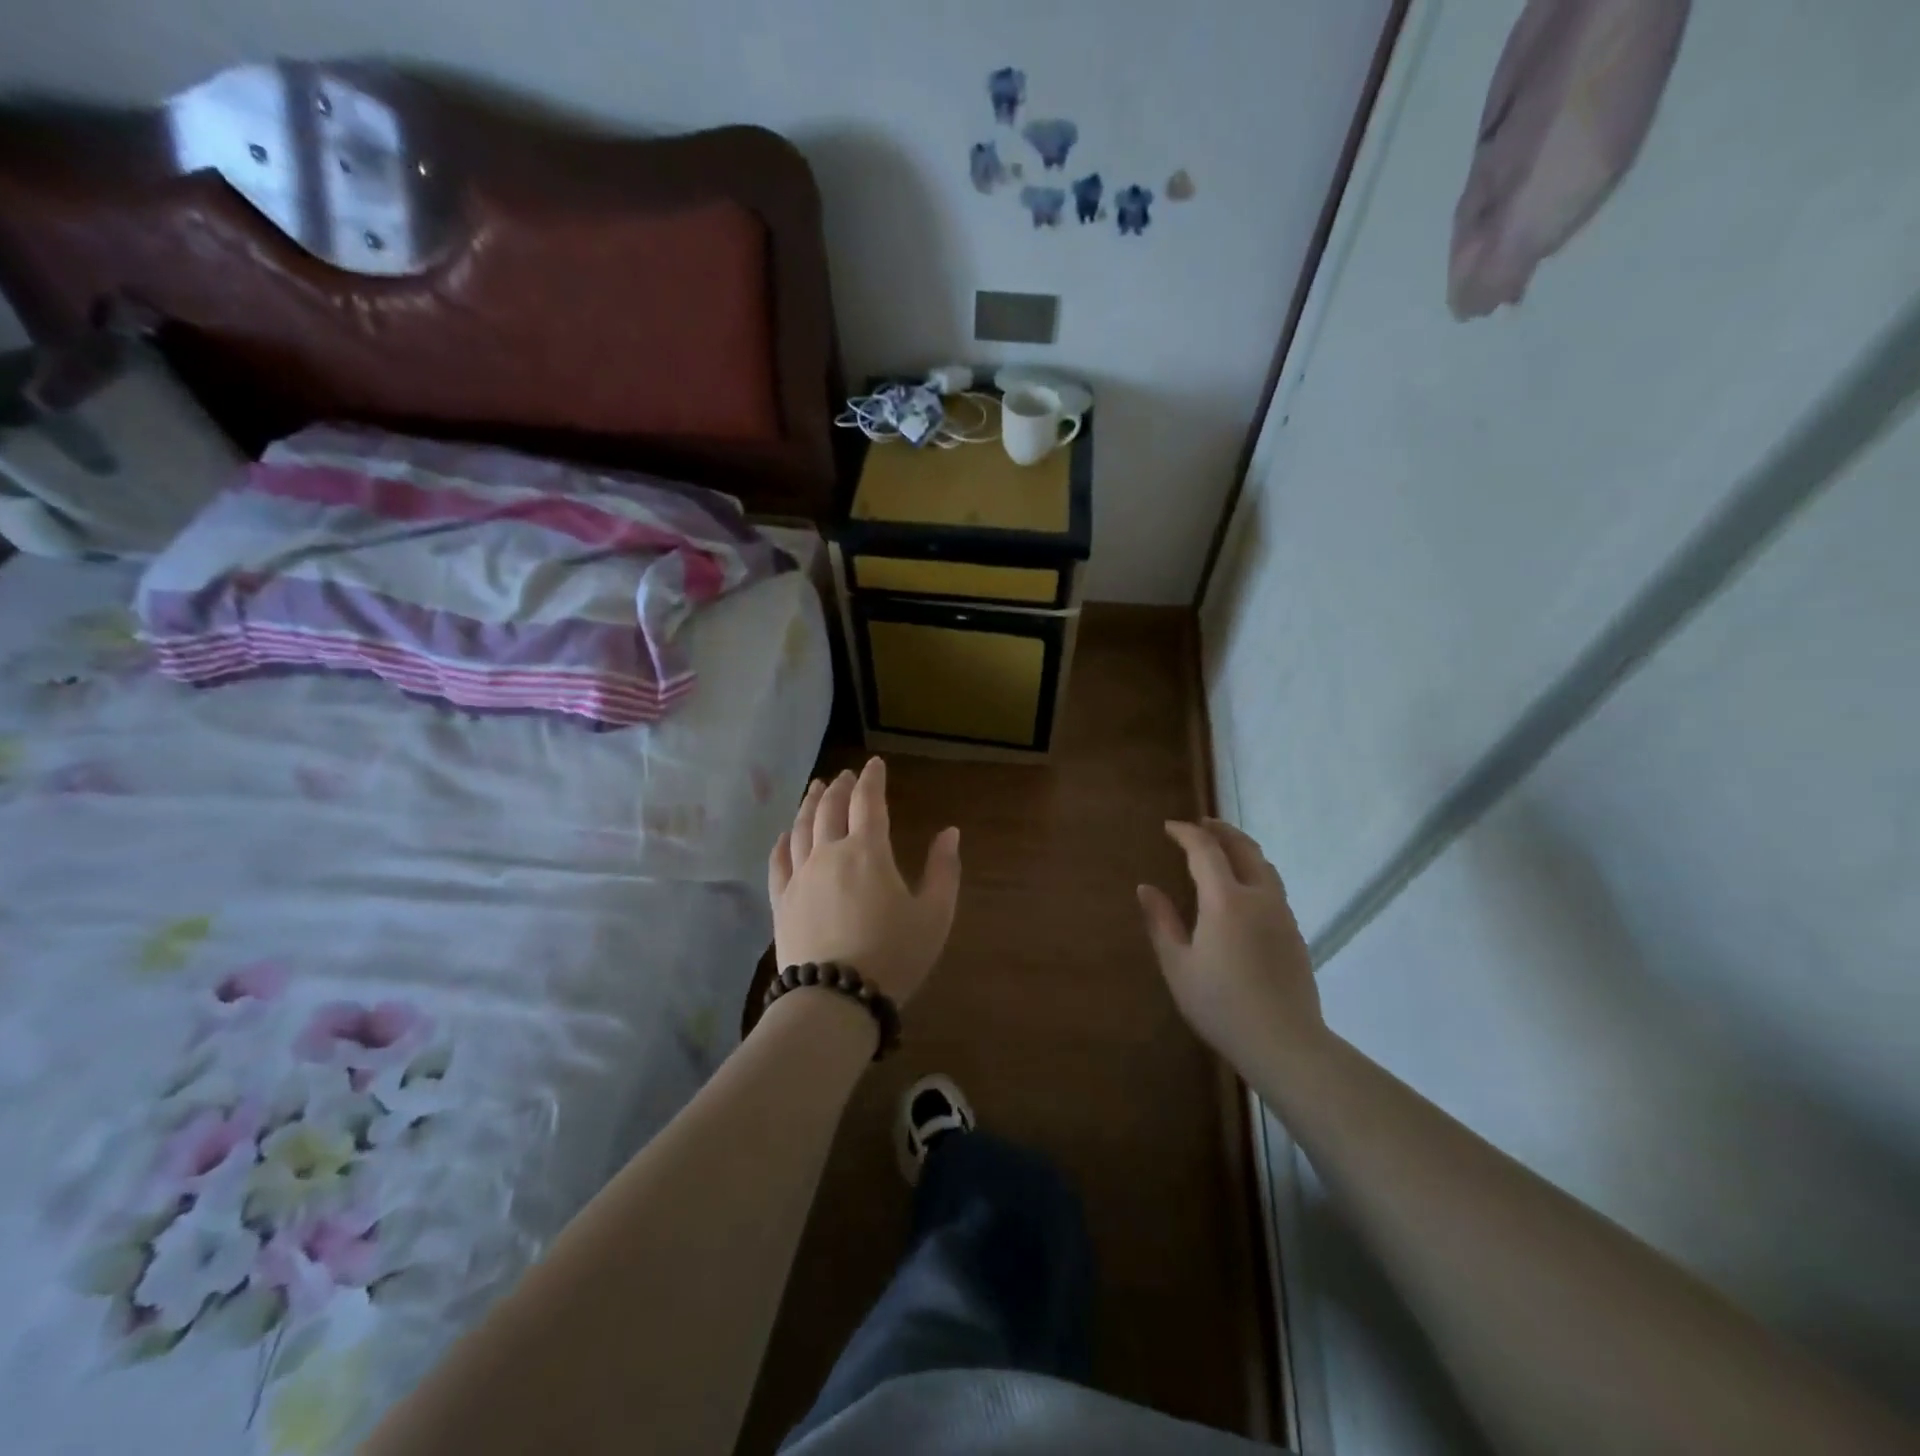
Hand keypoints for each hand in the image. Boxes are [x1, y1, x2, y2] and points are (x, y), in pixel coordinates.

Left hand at [768, 758, 961, 1004]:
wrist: (835, 999)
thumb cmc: (893, 955)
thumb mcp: (934, 915)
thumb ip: (944, 870)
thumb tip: (950, 832)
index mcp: (868, 852)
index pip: (868, 802)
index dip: (872, 779)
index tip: (874, 764)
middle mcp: (829, 854)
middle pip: (830, 809)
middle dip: (839, 787)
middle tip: (844, 775)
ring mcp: (800, 877)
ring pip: (801, 828)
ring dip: (810, 804)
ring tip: (815, 790)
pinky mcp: (781, 902)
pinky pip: (778, 862)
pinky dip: (782, 842)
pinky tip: (785, 835)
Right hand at [1137, 818, 1323, 1071]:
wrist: (1285, 1044)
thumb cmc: (1221, 1005)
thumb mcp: (1178, 966)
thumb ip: (1161, 922)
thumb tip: (1146, 888)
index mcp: (1226, 900)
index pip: (1205, 850)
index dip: (1186, 833)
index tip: (1169, 827)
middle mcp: (1258, 897)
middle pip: (1243, 848)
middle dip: (1220, 830)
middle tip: (1200, 824)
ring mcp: (1282, 914)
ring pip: (1264, 866)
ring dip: (1241, 849)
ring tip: (1222, 849)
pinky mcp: (1294, 933)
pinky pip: (1272, 887)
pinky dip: (1254, 872)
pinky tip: (1242, 890)